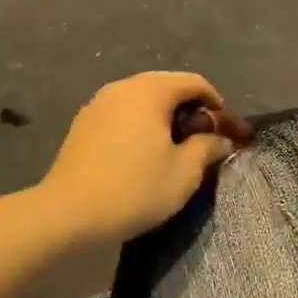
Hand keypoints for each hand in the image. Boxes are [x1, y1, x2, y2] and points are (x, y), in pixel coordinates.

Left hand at [39, 72, 248, 244]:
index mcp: (151, 90)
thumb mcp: (185, 172)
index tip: (228, 132)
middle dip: (191, 111)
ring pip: (143, 101)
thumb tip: (222, 139)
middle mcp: (123, 87)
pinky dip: (141, 126)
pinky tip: (144, 154)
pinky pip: (123, 115)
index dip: (218, 105)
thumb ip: (208, 147)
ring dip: (165, 119)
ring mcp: (98, 104)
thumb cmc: (135, 189)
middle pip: (168, 88)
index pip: (195, 83)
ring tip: (176, 149)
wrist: (68, 214)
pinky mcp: (83, 124)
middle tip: (206, 140)